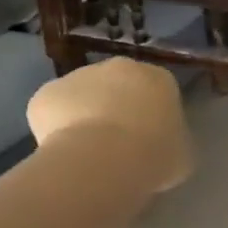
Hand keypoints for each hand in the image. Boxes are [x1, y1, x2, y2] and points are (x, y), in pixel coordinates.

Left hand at [26, 59, 192, 193]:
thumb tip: (163, 146)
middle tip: (116, 145)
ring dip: (83, 117)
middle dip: (115, 109)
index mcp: (159, 78)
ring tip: (86, 153)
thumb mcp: (182, 155)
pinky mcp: (46, 93)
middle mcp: (119, 67)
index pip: (157, 92)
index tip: (147, 141)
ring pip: (82, 97)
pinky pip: (52, 111)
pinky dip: (55, 129)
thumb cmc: (154, 156)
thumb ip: (173, 142)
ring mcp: (79, 76)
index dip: (150, 117)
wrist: (103, 160)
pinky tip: (63, 153)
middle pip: (117, 87)